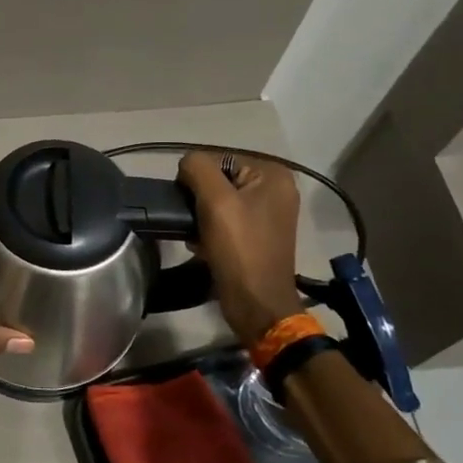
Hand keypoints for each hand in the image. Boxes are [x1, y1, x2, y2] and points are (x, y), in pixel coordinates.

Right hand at [178, 150, 305, 344]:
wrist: (256, 302)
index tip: (192, 206)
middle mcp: (276, 189)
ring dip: (201, 217)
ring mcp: (268, 213)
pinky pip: (224, 220)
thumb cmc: (239, 248)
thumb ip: (197, 168)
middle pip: (218, 180)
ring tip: (197, 237)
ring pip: (218, 201)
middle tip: (193, 223)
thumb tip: (186, 164)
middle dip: (199, 200)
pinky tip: (203, 246)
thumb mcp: (215, 200)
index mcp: (273, 174)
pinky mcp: (258, 235)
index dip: (197, 180)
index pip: (218, 159)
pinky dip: (209, 230)